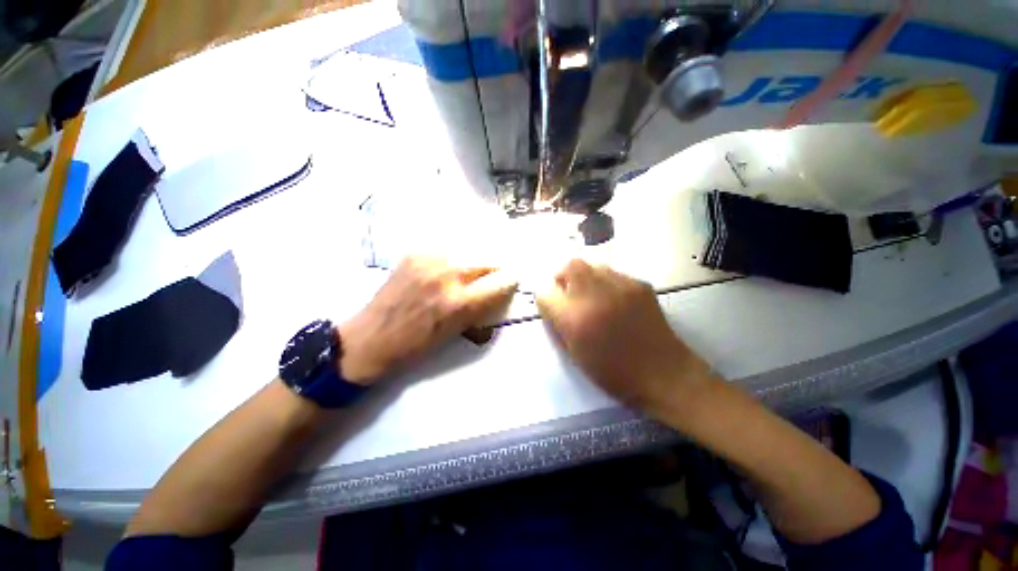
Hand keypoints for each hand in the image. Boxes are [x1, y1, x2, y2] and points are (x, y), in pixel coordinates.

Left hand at [339, 256, 516, 384]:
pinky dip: (455, 259)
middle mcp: (447, 275)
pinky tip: (448, 270)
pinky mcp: (415, 253)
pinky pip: (447, 251)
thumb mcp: (454, 334)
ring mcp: (429, 260)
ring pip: (469, 252)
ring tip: (469, 274)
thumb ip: (479, 309)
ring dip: (475, 263)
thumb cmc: (414, 346)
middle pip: (488, 260)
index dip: (510, 282)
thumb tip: (498, 292)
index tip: (511, 282)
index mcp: (458, 303)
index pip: (500, 282)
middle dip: (495, 269)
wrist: (369, 338)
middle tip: (493, 277)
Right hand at [536, 259, 714, 416]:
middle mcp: (595, 296)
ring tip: (592, 295)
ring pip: (592, 265)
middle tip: (569, 292)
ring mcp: (620, 286)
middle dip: (563, 276)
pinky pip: (613, 273)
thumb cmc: (613, 371)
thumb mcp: (575, 353)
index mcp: (574, 319)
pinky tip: (615, 299)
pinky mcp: (639, 284)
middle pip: (569, 266)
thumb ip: (559, 324)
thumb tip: (552, 302)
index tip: (552, 306)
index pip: (545, 293)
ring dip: (585, 277)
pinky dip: (606, 282)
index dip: (546, 299)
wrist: (663, 373)